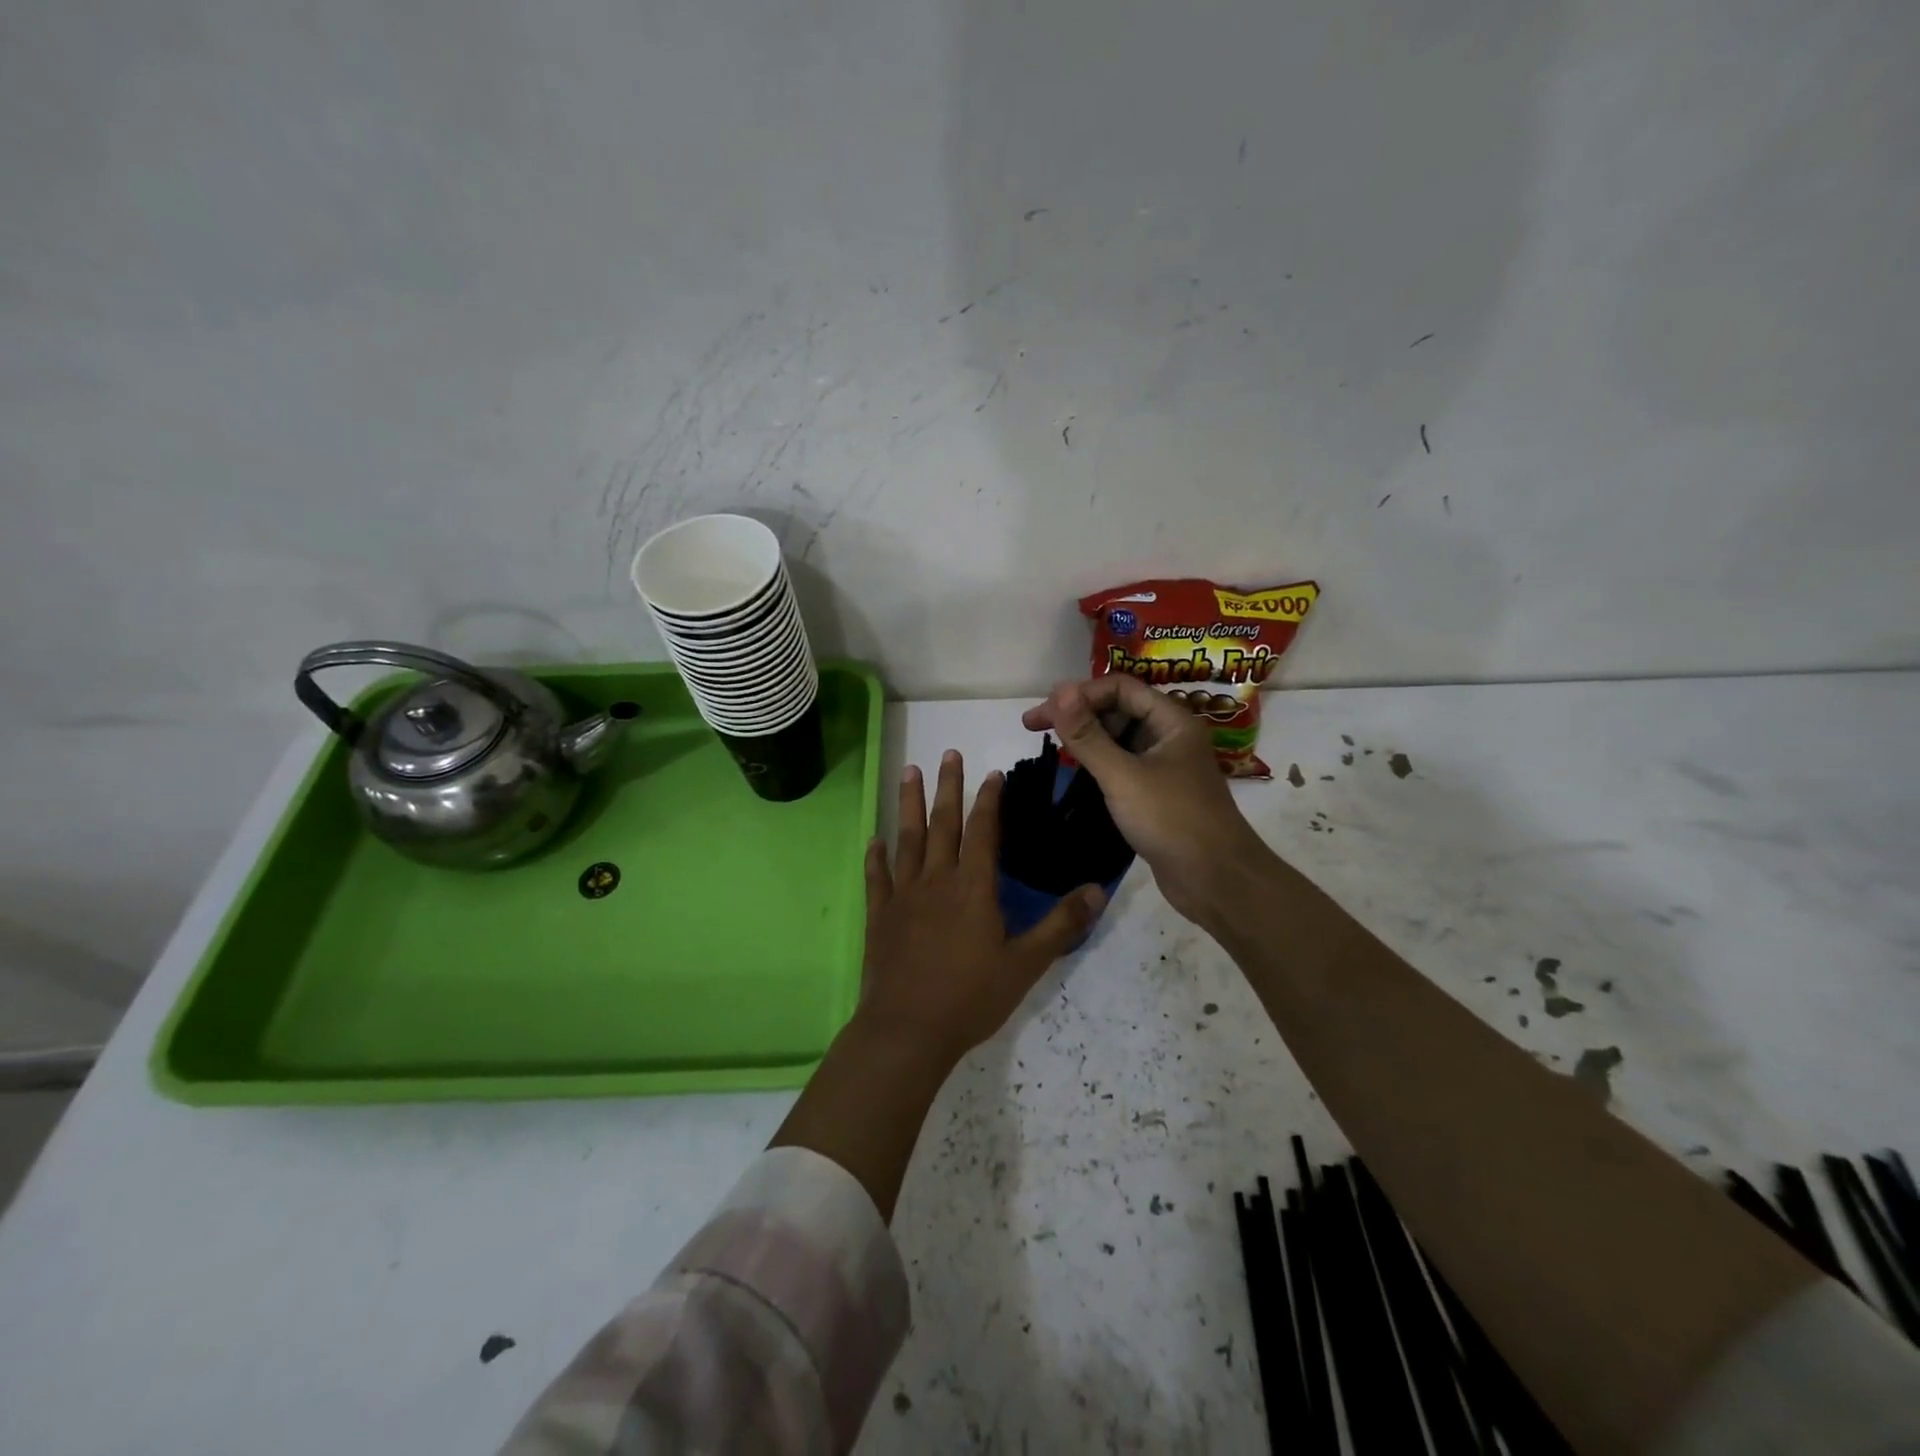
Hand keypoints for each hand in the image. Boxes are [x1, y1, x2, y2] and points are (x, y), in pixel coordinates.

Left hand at [858, 750, 1105, 1066]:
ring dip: (909, 805)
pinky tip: (874, 840)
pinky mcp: (880, 916)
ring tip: (909, 773)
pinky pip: (877, 877)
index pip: (983, 832)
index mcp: (973, 888)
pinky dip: (876, 857)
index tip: (990, 773)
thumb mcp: (1026, 964)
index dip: (988, 801)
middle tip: (947, 754)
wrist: (908, 1029)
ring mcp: (904, 896)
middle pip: (943, 824)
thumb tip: (1098, 889)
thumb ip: (1061, 925)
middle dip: (947, 787)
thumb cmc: (970, 997)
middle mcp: (937, 881)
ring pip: (908, 840)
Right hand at [1022, 677, 1272, 928]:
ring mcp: (1166, 766)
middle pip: (1119, 709)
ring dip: (1087, 738)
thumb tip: (1059, 690)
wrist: (1216, 880)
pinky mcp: (1159, 793)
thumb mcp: (1122, 775)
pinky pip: (1124, 765)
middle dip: (1079, 714)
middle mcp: (1171, 736)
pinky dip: (1099, 763)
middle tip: (1036, 729)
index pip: (1119, 688)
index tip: (1041, 714)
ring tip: (1053, 748)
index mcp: (1172, 721)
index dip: (1079, 695)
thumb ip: (1088, 735)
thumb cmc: (1171, 820)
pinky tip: (1077, 773)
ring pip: (1120, 738)